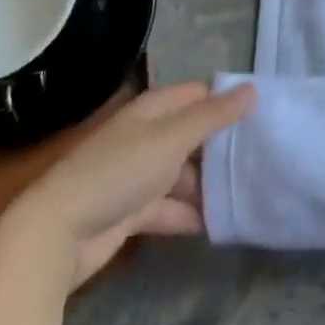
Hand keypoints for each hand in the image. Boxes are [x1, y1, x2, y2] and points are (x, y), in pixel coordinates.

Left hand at [1, 81, 254, 288]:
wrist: (57, 234)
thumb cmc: (118, 172)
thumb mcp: (172, 138)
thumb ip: (213, 116)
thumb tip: (252, 89)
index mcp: (151, 112)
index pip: (197, 94)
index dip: (227, 98)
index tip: (265, 108)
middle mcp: (146, 138)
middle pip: (193, 135)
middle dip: (224, 144)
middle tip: (267, 151)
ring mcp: (138, 176)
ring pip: (184, 174)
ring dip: (211, 184)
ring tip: (250, 190)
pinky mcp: (133, 213)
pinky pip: (172, 208)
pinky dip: (192, 214)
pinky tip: (221, 222)